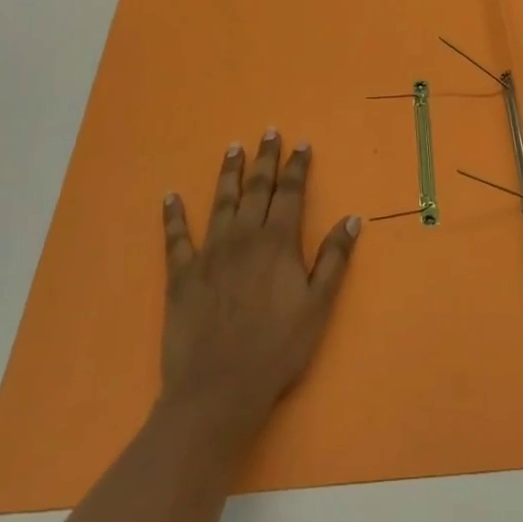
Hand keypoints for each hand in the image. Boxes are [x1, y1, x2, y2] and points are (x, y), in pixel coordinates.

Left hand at [160, 131, 360, 442]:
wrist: (219, 389)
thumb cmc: (277, 349)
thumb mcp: (318, 305)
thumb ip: (334, 258)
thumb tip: (352, 218)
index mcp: (278, 241)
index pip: (291, 192)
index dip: (297, 166)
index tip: (301, 144)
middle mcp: (244, 236)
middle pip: (257, 188)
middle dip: (265, 159)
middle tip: (268, 132)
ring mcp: (209, 252)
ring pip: (221, 201)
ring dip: (228, 173)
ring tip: (233, 148)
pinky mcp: (181, 274)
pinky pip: (175, 237)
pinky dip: (173, 215)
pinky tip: (170, 196)